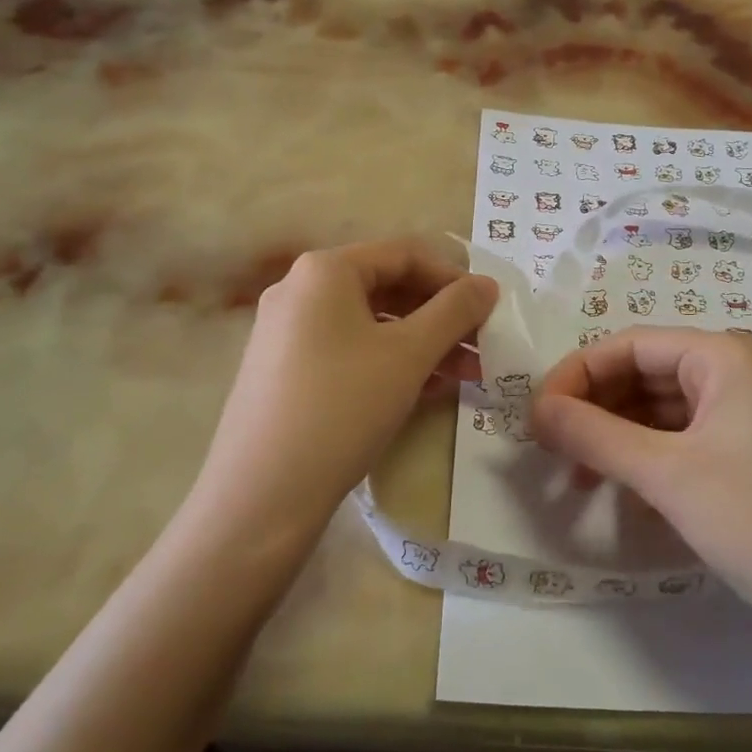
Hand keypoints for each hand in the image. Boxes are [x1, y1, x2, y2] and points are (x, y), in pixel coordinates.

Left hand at [193, 240, 496, 536]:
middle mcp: (300, 290)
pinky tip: (427, 390)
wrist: (260, 497)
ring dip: (423, 343)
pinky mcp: (286, 372)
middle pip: (387, 287)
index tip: (491, 308)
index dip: (454, 277)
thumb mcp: (409, 354)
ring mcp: (287, 333)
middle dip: (441, 316)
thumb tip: (488, 284)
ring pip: (371, 324)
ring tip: (467, 374)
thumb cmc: (342, 407)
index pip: (404, 254)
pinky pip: (350, 352)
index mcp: (324, 270)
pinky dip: (391, 363)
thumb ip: (455, 311)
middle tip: (483, 344)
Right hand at [532, 328, 751, 637]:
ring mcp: (744, 415)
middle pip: (643, 374)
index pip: (629, 345)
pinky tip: (618, 488)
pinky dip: (645, 458)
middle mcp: (735, 373)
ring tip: (575, 473)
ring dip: (614, 436)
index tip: (535, 416)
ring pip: (659, 411)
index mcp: (723, 355)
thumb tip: (536, 409)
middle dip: (594, 407)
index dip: (576, 375)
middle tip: (547, 447)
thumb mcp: (666, 474)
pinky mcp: (748, 455)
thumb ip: (594, 434)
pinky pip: (681, 440)